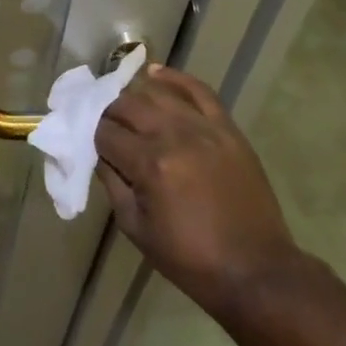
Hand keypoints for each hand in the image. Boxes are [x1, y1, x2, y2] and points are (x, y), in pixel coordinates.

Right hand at [96, 65, 300, 322]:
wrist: (256, 271)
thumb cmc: (190, 259)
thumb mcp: (137, 229)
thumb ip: (112, 184)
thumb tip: (99, 154)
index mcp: (149, 164)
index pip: (105, 133)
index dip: (92, 137)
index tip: (90, 144)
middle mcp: (174, 136)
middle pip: (127, 105)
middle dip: (108, 113)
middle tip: (106, 128)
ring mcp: (204, 128)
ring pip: (157, 93)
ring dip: (134, 96)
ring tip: (126, 106)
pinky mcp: (227, 129)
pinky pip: (199, 91)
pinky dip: (175, 78)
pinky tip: (155, 73)